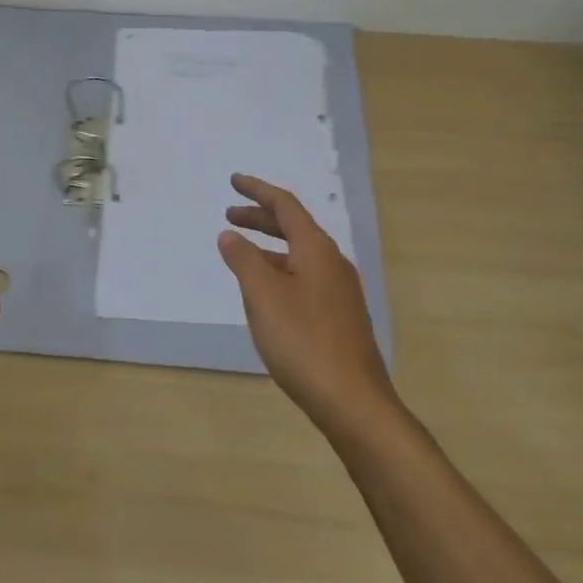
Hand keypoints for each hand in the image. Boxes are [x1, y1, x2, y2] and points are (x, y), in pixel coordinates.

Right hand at [219, 175, 395, 431]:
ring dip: (269, 246)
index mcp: (316, 250)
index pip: (285, 206)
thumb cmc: (303, 341)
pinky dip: (280, 270)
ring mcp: (340, 291)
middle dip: (261, 217)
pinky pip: (305, 276)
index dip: (258, 191)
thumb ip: (244, 260)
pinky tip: (266, 293)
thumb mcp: (263, 296)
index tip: (234, 181)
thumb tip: (230, 235)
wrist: (352, 401)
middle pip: (294, 227)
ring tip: (241, 253)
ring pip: (300, 254)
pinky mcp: (340, 316)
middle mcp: (332, 263)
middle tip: (230, 214)